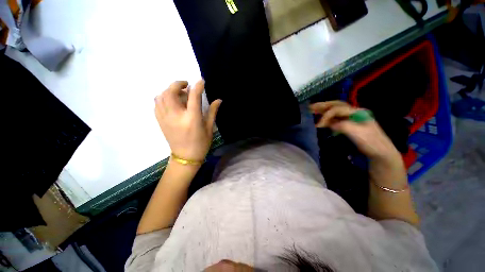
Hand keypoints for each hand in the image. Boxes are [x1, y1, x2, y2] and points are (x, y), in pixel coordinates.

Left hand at [155, 80, 221, 161]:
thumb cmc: (201, 143)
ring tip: (179, 93)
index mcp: (192, 119)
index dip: (198, 86)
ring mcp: (165, 118)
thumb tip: (219, 100)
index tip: (201, 81)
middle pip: (171, 92)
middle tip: (186, 85)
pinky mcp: (160, 121)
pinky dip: (162, 98)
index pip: (193, 97)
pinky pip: (156, 104)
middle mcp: (176, 116)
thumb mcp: (209, 128)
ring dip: (169, 90)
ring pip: (161, 96)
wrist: (185, 157)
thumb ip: (212, 112)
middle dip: (178, 84)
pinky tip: (171, 101)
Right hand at [310, 101, 400, 161]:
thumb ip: (342, 125)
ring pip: (335, 111)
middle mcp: (353, 112)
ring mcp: (351, 118)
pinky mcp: (349, 125)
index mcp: (357, 112)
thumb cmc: (371, 142)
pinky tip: (321, 119)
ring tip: (312, 110)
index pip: (337, 109)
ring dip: (324, 110)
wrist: (380, 153)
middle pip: (336, 105)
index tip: (318, 125)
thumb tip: (327, 124)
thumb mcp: (357, 133)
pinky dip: (327, 117)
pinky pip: (335, 118)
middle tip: (310, 107)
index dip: (326, 115)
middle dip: (322, 106)